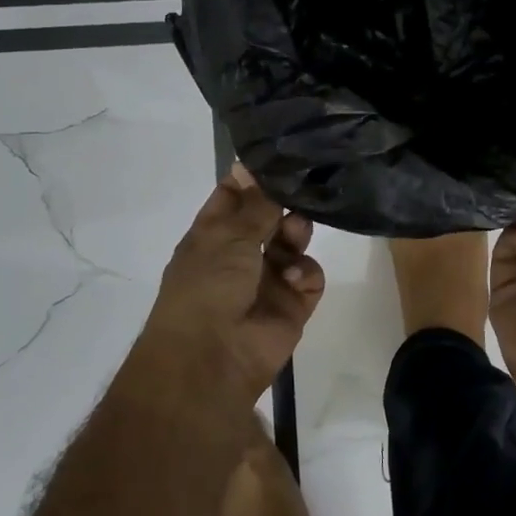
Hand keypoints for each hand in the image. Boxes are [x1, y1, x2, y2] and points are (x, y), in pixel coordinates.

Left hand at [140, 164, 324, 406]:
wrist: (211, 360)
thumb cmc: (207, 287)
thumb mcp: (227, 236)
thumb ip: (253, 204)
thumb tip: (252, 165)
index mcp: (212, 235)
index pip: (234, 195)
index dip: (253, 177)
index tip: (281, 155)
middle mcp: (240, 254)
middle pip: (270, 216)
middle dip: (284, 202)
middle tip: (300, 190)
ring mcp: (267, 279)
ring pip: (293, 241)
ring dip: (296, 232)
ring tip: (294, 234)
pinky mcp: (292, 305)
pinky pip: (309, 277)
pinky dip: (305, 273)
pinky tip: (293, 280)